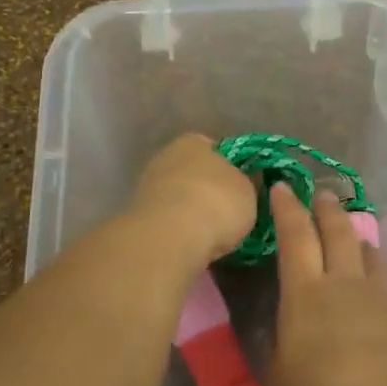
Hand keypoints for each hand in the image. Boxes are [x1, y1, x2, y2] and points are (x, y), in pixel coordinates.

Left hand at [129, 135, 257, 265]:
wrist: (170, 237)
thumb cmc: (217, 202)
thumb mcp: (249, 191)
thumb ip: (246, 183)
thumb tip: (244, 183)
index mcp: (194, 141)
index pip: (216, 149)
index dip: (232, 168)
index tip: (242, 188)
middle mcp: (166, 157)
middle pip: (195, 174)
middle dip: (209, 191)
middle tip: (228, 213)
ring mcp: (147, 187)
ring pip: (179, 198)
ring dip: (192, 212)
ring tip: (213, 235)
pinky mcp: (138, 217)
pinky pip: (168, 220)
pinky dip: (179, 230)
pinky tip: (193, 244)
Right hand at [265, 186, 386, 385]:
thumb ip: (277, 359)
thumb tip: (277, 337)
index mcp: (305, 295)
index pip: (294, 239)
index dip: (287, 210)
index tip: (282, 186)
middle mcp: (346, 285)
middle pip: (337, 234)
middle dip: (327, 211)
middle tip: (322, 194)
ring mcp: (384, 299)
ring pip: (371, 256)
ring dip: (360, 241)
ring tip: (356, 237)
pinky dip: (385, 283)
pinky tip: (386, 296)